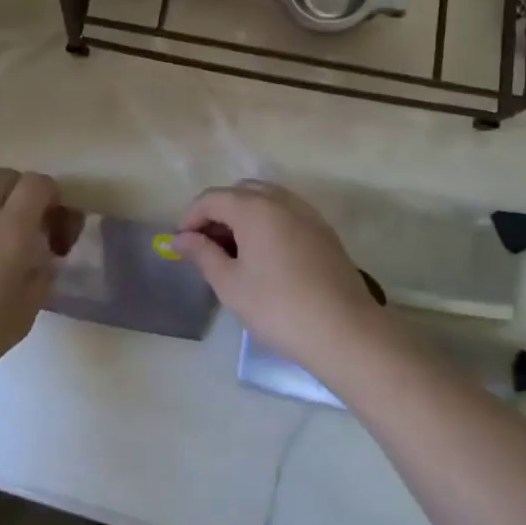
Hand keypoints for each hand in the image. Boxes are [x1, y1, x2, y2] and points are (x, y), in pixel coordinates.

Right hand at [171, 180, 389, 377]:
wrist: (345, 331)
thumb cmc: (278, 308)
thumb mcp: (230, 284)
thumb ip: (202, 254)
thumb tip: (180, 239)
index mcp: (254, 208)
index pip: (211, 198)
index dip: (190, 218)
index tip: (181, 245)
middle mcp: (281, 200)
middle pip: (239, 192)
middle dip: (217, 213)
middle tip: (206, 247)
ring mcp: (307, 213)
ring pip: (265, 200)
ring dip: (243, 216)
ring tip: (233, 253)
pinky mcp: (323, 231)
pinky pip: (286, 213)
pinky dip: (267, 223)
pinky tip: (264, 256)